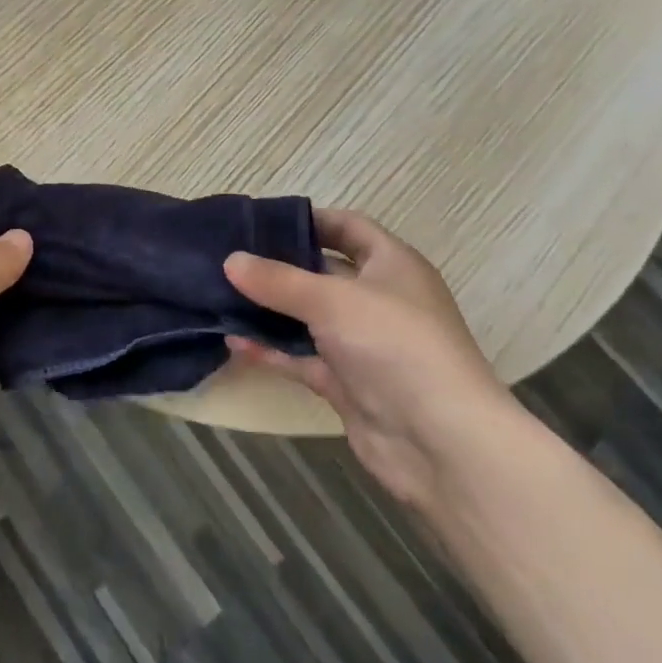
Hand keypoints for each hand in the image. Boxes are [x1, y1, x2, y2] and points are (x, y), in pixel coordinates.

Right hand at [223, 210, 515, 507]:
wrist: (441, 443)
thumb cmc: (395, 346)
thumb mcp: (332, 300)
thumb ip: (277, 280)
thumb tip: (230, 260)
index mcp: (392, 265)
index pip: (348, 227)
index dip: (309, 219)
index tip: (260, 220)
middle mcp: (379, 300)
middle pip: (323, 272)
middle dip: (278, 265)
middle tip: (228, 256)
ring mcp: (363, 344)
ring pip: (308, 317)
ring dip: (270, 309)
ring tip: (220, 295)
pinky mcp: (348, 383)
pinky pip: (302, 358)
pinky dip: (272, 350)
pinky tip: (234, 341)